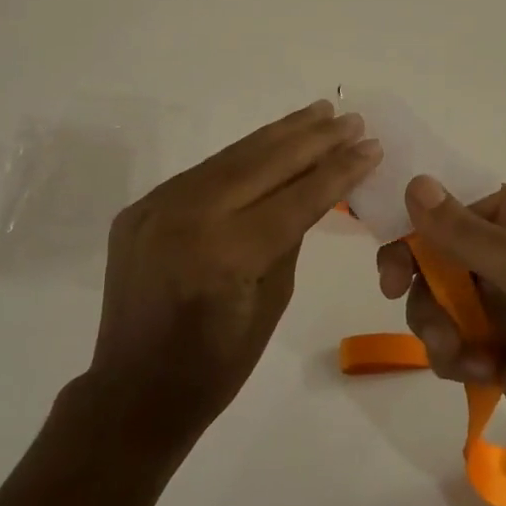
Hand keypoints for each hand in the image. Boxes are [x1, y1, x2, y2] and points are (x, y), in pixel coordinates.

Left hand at [86, 100, 382, 446]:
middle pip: (263, 163)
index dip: (338, 170)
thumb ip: (291, 236)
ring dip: (280, 134)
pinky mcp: (142, 207)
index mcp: (224, 255)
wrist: (134, 392)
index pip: (295, 198)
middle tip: (351, 119)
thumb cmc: (216, 366)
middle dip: (314, 138)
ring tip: (318, 113)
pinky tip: (271, 142)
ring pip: (232, 157)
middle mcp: (186, 218)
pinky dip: (243, 156)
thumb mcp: (272, 301)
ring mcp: (157, 207)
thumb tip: (313, 188)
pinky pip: (203, 173)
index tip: (372, 145)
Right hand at [377, 177, 505, 497]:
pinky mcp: (502, 354)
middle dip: (419, 272)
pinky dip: (456, 354)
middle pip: (444, 249)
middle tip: (391, 287)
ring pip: (442, 297)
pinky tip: (482, 372)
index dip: (423, 217)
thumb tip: (416, 183)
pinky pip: (455, 340)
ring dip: (435, 320)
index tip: (390, 242)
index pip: (464, 203)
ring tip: (456, 351)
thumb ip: (468, 232)